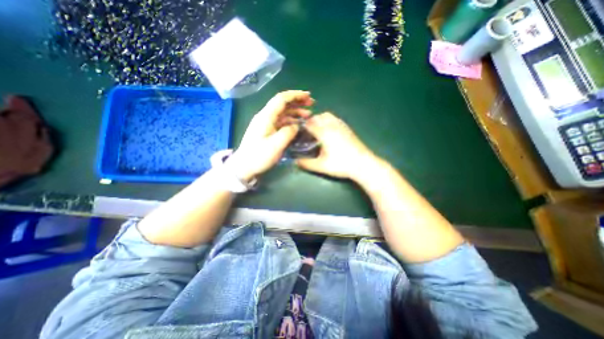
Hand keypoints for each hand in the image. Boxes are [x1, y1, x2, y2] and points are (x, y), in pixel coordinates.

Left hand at [226, 91, 313, 180]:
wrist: (244, 166)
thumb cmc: (259, 156)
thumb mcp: (276, 145)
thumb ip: (289, 132)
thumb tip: (296, 125)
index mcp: (266, 116)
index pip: (281, 99)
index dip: (296, 95)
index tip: (308, 96)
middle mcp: (266, 116)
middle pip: (283, 104)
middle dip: (298, 102)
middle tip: (311, 104)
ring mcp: (266, 124)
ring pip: (283, 113)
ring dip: (296, 112)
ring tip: (308, 115)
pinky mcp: (267, 131)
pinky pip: (281, 121)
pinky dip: (291, 120)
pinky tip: (298, 124)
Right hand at [295, 112, 378, 180]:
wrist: (363, 164)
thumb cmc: (341, 165)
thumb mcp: (321, 166)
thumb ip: (307, 163)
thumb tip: (295, 162)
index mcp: (324, 133)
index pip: (310, 124)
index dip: (302, 127)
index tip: (298, 133)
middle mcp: (332, 125)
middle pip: (318, 117)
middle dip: (310, 122)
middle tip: (307, 133)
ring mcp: (341, 125)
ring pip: (327, 115)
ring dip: (320, 120)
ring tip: (318, 131)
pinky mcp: (348, 128)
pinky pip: (335, 119)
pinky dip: (329, 120)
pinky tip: (329, 131)